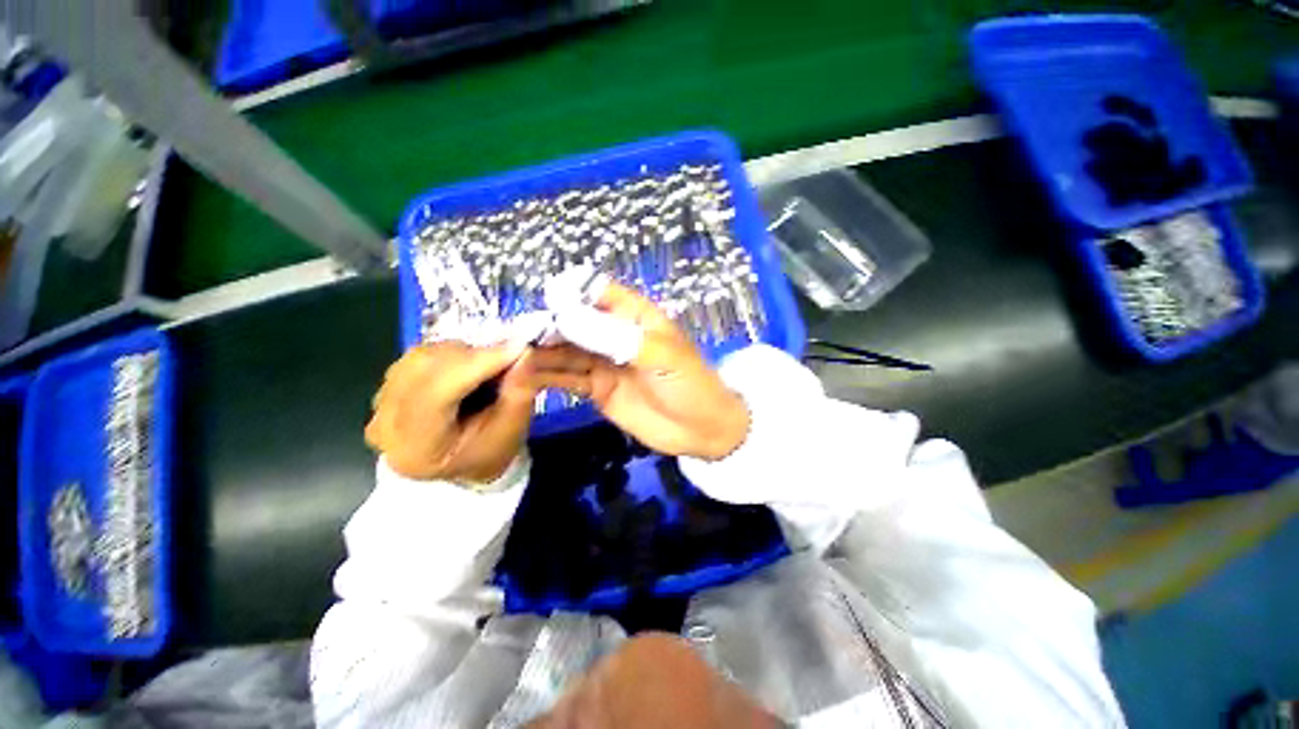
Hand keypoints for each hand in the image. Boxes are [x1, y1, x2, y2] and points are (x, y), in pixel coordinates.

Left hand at [366, 342, 536, 482]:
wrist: (460, 467)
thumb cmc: (489, 454)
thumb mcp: (512, 430)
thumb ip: (519, 392)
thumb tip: (525, 352)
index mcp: (415, 448)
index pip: (438, 392)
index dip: (478, 363)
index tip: (519, 347)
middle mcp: (384, 423)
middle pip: (426, 367)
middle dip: (475, 355)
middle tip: (511, 355)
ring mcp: (378, 402)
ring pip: (422, 355)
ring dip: (464, 353)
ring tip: (489, 366)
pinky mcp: (385, 386)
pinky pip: (418, 355)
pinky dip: (451, 354)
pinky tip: (468, 367)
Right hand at [534, 283, 750, 460]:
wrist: (701, 430)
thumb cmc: (688, 383)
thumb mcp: (658, 354)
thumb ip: (614, 336)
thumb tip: (565, 316)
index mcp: (634, 315)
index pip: (598, 292)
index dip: (572, 293)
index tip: (548, 302)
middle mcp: (613, 334)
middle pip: (574, 322)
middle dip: (549, 326)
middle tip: (518, 335)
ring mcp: (603, 362)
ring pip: (566, 351)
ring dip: (542, 353)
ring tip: (514, 357)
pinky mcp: (596, 388)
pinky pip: (567, 378)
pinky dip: (547, 377)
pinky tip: (525, 377)